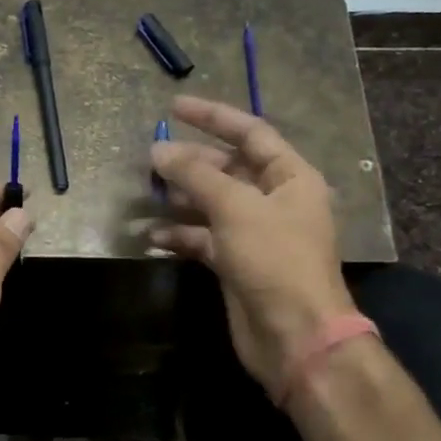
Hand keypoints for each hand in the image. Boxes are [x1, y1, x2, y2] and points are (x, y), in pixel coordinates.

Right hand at [150, 95, 357, 398]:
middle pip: (227, 169)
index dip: (213, 116)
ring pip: (211, 204)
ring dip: (180, 199)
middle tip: (152, 159)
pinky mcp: (236, 263)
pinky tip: (151, 238)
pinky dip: (179, 236)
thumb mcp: (235, 208)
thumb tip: (158, 150)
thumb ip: (196, 175)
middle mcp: (273, 200)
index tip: (174, 107)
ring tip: (147, 193)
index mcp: (290, 177)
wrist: (293, 334)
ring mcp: (254, 233)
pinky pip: (203, 238)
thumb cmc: (274, 259)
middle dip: (190, 162)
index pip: (250, 133)